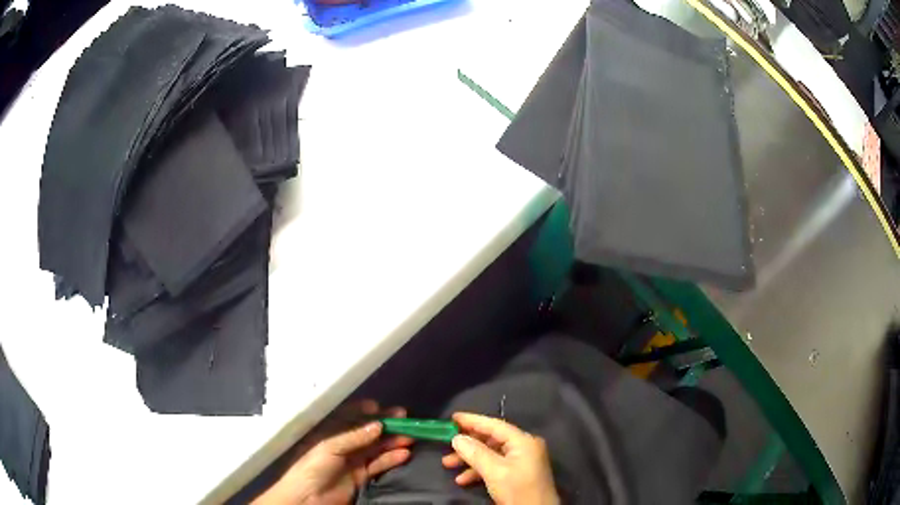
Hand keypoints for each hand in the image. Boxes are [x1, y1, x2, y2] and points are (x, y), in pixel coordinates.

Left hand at [254, 400, 412, 504]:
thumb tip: (378, 425)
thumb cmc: (313, 467)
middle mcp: (343, 444)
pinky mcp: (362, 476)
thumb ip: (354, 437)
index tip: (380, 407)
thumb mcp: (330, 447)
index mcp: (330, 433)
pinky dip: (392, 459)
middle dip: (385, 426)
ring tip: (410, 437)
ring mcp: (353, 460)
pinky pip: (379, 464)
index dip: (364, 411)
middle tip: (404, 419)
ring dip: (392, 442)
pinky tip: (404, 453)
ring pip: (376, 448)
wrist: (308, 498)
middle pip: (367, 432)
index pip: (349, 418)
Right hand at [442, 413, 559, 504]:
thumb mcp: (494, 471)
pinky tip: (463, 480)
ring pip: (490, 454)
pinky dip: (478, 470)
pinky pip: (495, 465)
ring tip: (448, 464)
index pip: (495, 425)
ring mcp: (521, 460)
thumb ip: (475, 453)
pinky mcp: (517, 473)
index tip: (452, 418)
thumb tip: (457, 438)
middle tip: (446, 444)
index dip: (473, 420)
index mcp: (523, 441)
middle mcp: (524, 447)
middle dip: (468, 444)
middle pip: (491, 439)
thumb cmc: (517, 489)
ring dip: (470, 459)